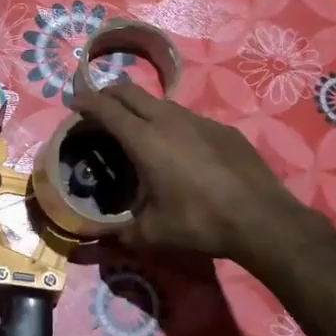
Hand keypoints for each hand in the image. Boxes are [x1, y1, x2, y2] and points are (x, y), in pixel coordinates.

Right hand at [74, 83, 327, 263]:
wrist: (262, 218)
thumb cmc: (200, 222)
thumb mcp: (153, 234)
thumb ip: (120, 234)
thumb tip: (96, 244)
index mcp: (144, 140)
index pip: (106, 108)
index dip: (85, 102)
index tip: (74, 104)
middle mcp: (168, 120)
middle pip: (129, 91)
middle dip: (108, 94)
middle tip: (99, 110)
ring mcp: (198, 119)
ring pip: (159, 101)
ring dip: (140, 108)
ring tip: (137, 129)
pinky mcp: (221, 127)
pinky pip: (187, 117)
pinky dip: (171, 123)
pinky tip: (179, 149)